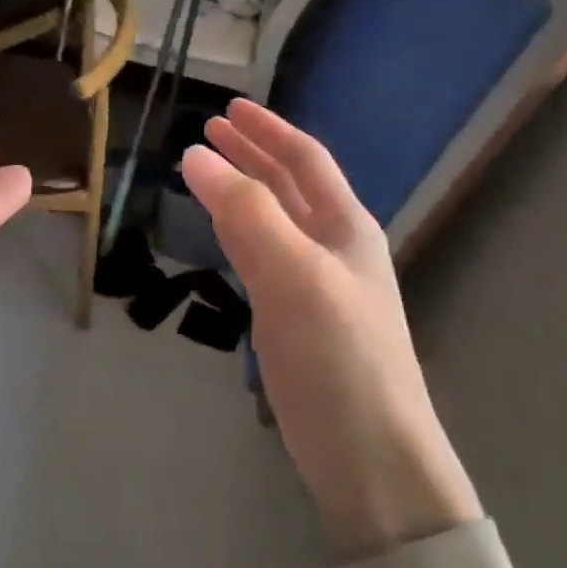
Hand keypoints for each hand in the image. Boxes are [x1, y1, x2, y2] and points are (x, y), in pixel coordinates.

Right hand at [182, 100, 480, 555]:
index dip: (267, 129)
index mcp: (347, 227)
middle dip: (252, 153)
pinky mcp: (297, 320)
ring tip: (208, 171)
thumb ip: (246, 213)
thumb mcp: (293, 275)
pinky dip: (240, 231)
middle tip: (208, 131)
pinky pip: (264, 256)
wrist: (371, 459)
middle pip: (290, 185)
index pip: (305, 160)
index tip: (227, 108)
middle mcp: (336, 247)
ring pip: (275, 220)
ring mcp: (317, 285)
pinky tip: (225, 233)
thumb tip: (195, 154)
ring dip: (243, 190)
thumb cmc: (340, 358)